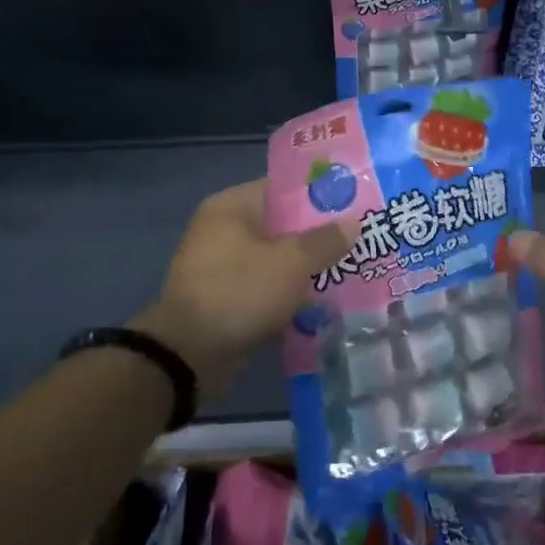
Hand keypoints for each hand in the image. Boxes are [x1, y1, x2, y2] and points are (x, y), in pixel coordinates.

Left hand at [133, 179, 351, 398]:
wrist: (187, 356)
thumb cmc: (239, 292)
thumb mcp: (291, 262)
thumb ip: (325, 240)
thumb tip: (354, 222)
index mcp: (231, 206)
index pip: (283, 188)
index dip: (320, 194)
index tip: (353, 203)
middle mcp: (222, 229)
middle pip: (281, 224)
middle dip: (317, 234)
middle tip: (357, 239)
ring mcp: (220, 266)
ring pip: (275, 258)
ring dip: (305, 266)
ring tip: (348, 269)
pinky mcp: (224, 298)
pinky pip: (265, 286)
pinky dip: (288, 291)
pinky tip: (321, 300)